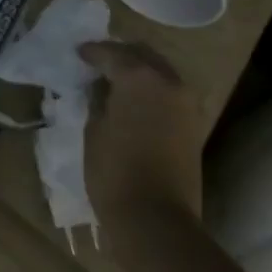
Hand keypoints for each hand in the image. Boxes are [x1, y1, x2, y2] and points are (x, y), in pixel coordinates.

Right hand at [81, 40, 206, 241]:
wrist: (157, 219)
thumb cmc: (115, 172)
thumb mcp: (93, 130)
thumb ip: (98, 100)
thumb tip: (101, 88)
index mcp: (139, 77)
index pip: (111, 53)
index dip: (92, 52)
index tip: (78, 53)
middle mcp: (168, 81)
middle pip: (142, 54)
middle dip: (120, 55)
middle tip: (98, 63)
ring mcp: (186, 103)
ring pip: (160, 71)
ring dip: (139, 71)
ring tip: (115, 81)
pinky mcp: (193, 124)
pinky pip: (170, 92)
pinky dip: (152, 89)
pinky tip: (134, 100)